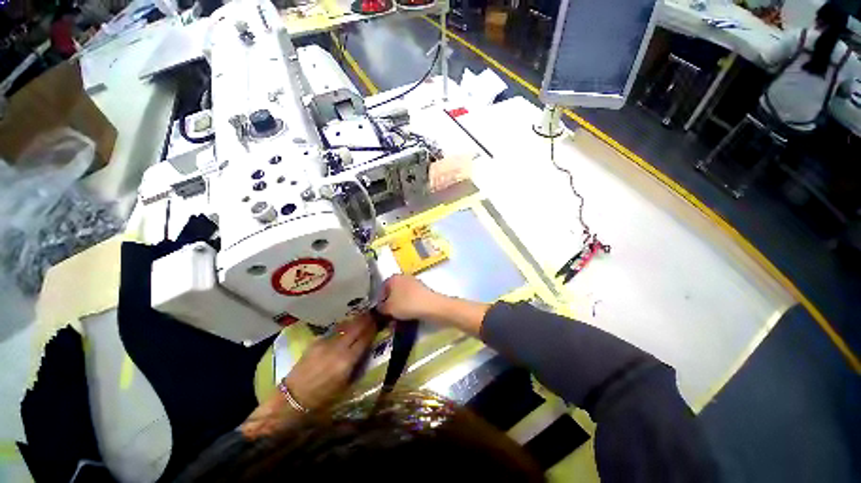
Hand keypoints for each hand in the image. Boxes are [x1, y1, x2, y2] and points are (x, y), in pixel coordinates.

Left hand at [284, 313, 376, 410]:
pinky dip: (343, 327)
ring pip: (346, 326)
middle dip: (365, 320)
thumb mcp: (345, 384)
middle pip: (356, 328)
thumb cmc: (323, 397)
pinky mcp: (316, 341)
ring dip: (355, 321)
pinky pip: (334, 331)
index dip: (372, 329)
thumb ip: (357, 364)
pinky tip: (346, 326)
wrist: (293, 398)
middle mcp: (338, 348)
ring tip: (362, 317)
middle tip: (372, 315)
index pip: (365, 339)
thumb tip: (365, 348)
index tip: (378, 322)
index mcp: (347, 361)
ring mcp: (326, 343)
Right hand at [379, 275, 488, 335]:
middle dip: (390, 302)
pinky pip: (411, 297)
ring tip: (399, 316)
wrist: (431, 306)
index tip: (380, 311)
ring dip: (400, 303)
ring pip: (403, 294)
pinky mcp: (423, 289)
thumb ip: (381, 308)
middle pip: (393, 290)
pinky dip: (409, 304)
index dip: (379, 300)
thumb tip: (380, 308)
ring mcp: (414, 282)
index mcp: (393, 278)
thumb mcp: (388, 309)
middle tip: (389, 314)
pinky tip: (409, 313)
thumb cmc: (406, 304)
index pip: (382, 288)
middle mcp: (403, 277)